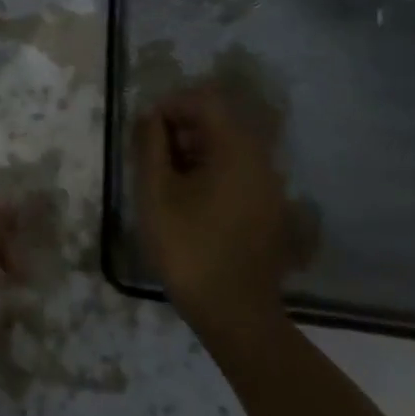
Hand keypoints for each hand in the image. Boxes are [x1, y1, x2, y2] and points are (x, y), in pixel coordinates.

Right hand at [131, 76, 312, 338]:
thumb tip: (149, 116)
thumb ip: (150, 144)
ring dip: (194, 151)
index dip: (171, 106)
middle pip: (219, 122)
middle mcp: (261, 161)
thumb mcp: (156, 192)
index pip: (205, 102)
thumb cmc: (188, 247)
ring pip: (228, 148)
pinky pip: (238, 172)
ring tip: (165, 179)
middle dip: (181, 128)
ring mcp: (270, 187)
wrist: (234, 313)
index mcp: (236, 150)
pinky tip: (189, 200)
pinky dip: (211, 171)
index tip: (145, 129)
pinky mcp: (269, 210)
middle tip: (151, 155)